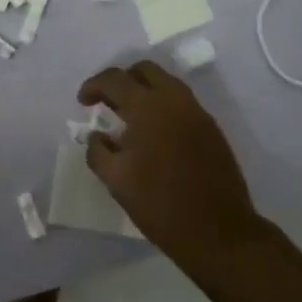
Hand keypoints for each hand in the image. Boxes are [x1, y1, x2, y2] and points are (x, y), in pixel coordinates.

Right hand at [77, 60, 264, 267]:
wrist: (218, 231)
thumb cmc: (160, 204)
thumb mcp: (116, 180)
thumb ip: (98, 151)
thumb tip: (96, 135)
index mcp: (148, 106)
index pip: (115, 79)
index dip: (94, 85)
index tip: (83, 102)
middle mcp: (174, 100)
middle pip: (144, 70)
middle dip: (122, 80)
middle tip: (108, 103)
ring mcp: (197, 112)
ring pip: (166, 84)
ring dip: (144, 91)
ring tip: (129, 119)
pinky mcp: (211, 129)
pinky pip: (181, 103)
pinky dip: (163, 107)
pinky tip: (154, 135)